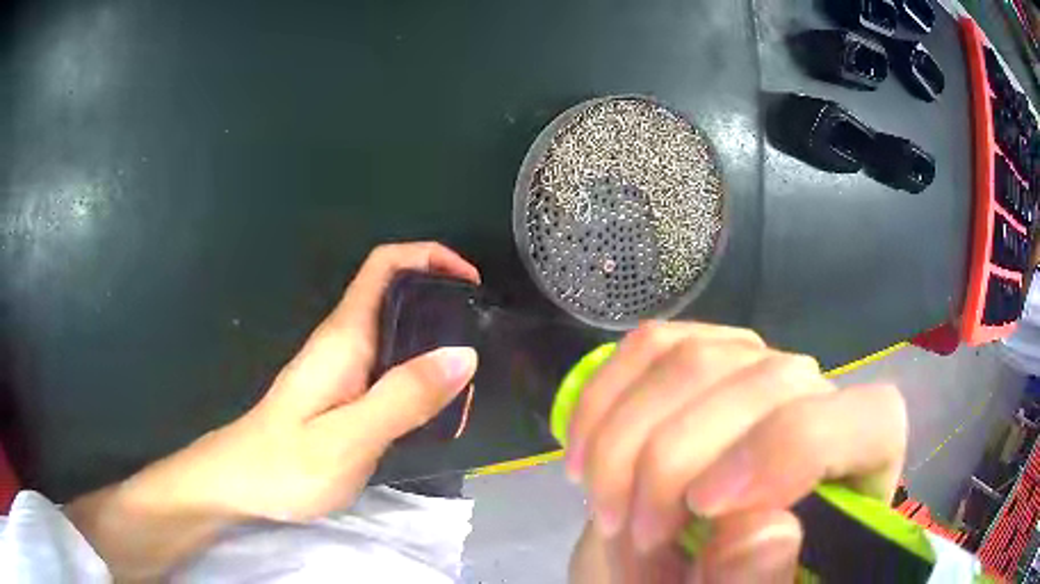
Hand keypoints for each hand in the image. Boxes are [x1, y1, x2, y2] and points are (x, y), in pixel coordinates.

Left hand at [66, 242, 480, 579]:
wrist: (237, 484)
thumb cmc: (284, 465)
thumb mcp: (348, 439)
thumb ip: (403, 398)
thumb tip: (464, 354)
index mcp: (343, 338)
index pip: (384, 265)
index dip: (428, 257)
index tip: (470, 282)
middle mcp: (343, 342)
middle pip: (397, 294)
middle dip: (443, 302)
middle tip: (480, 340)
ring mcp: (341, 369)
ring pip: (396, 333)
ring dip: (435, 344)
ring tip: (468, 381)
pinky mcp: (342, 394)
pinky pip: (390, 368)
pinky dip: (420, 375)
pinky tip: (435, 408)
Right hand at [566, 322, 906, 583]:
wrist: (679, 566)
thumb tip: (761, 528)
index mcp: (860, 466)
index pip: (869, 420)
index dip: (789, 450)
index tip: (703, 509)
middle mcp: (819, 400)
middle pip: (768, 382)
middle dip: (673, 466)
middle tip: (635, 537)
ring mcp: (757, 369)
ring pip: (697, 357)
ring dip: (626, 440)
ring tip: (605, 510)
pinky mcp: (701, 359)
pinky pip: (652, 345)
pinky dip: (605, 397)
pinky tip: (585, 451)